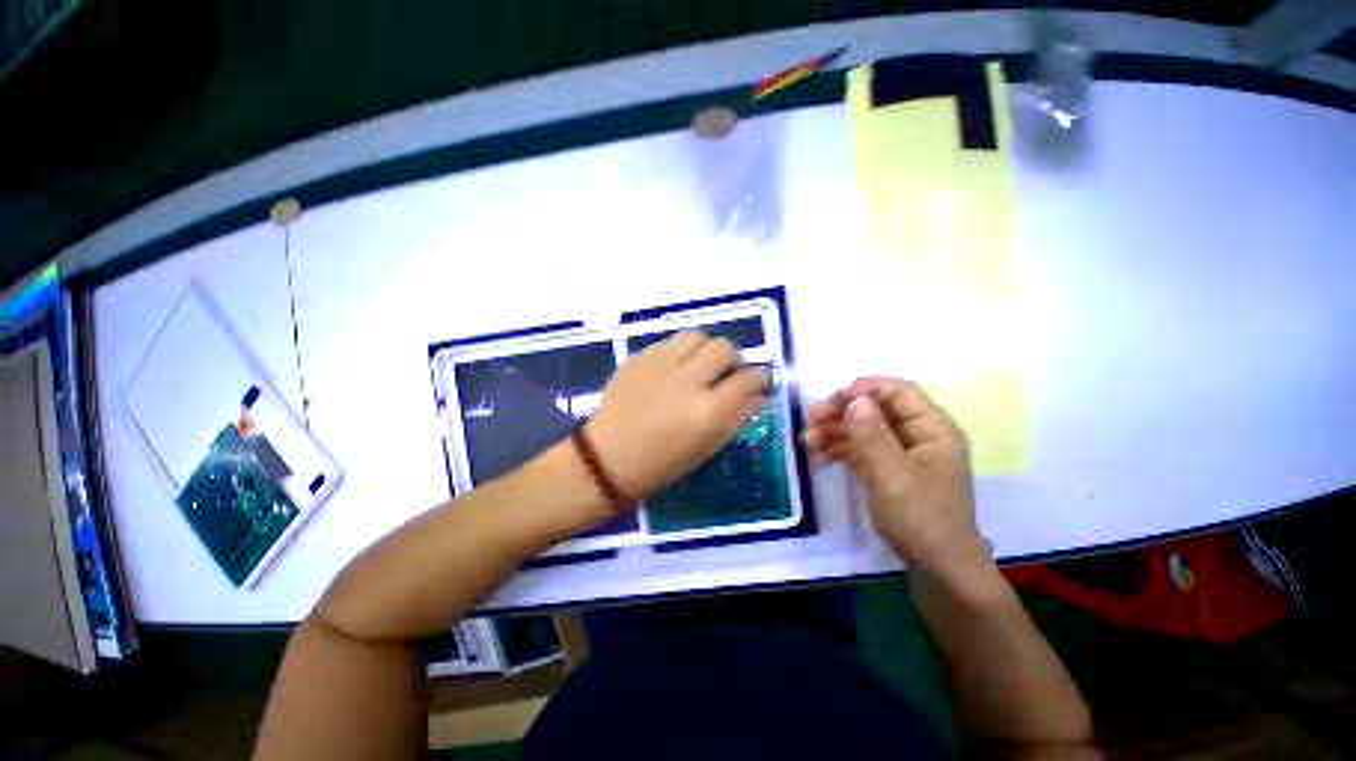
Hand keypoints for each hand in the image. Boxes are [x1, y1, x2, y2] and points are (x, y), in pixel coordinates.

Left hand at [586, 331, 769, 498]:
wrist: (606, 458)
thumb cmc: (661, 464)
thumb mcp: (706, 448)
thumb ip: (737, 417)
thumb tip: (758, 394)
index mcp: (708, 410)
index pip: (748, 379)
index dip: (760, 377)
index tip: (758, 381)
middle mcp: (687, 380)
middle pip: (724, 348)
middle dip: (732, 360)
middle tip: (725, 374)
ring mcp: (660, 365)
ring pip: (697, 336)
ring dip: (705, 350)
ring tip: (699, 366)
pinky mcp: (638, 358)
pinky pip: (669, 342)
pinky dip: (679, 352)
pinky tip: (672, 369)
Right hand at [805, 377, 990, 578]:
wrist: (938, 572)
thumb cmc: (922, 522)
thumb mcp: (892, 477)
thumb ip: (872, 436)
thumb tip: (854, 398)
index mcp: (933, 430)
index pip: (899, 392)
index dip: (865, 389)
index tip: (833, 401)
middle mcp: (919, 435)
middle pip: (878, 408)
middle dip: (843, 411)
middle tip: (812, 418)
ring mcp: (903, 453)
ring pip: (866, 428)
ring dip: (836, 430)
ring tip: (808, 441)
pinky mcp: (890, 469)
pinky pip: (862, 448)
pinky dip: (841, 449)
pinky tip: (819, 456)